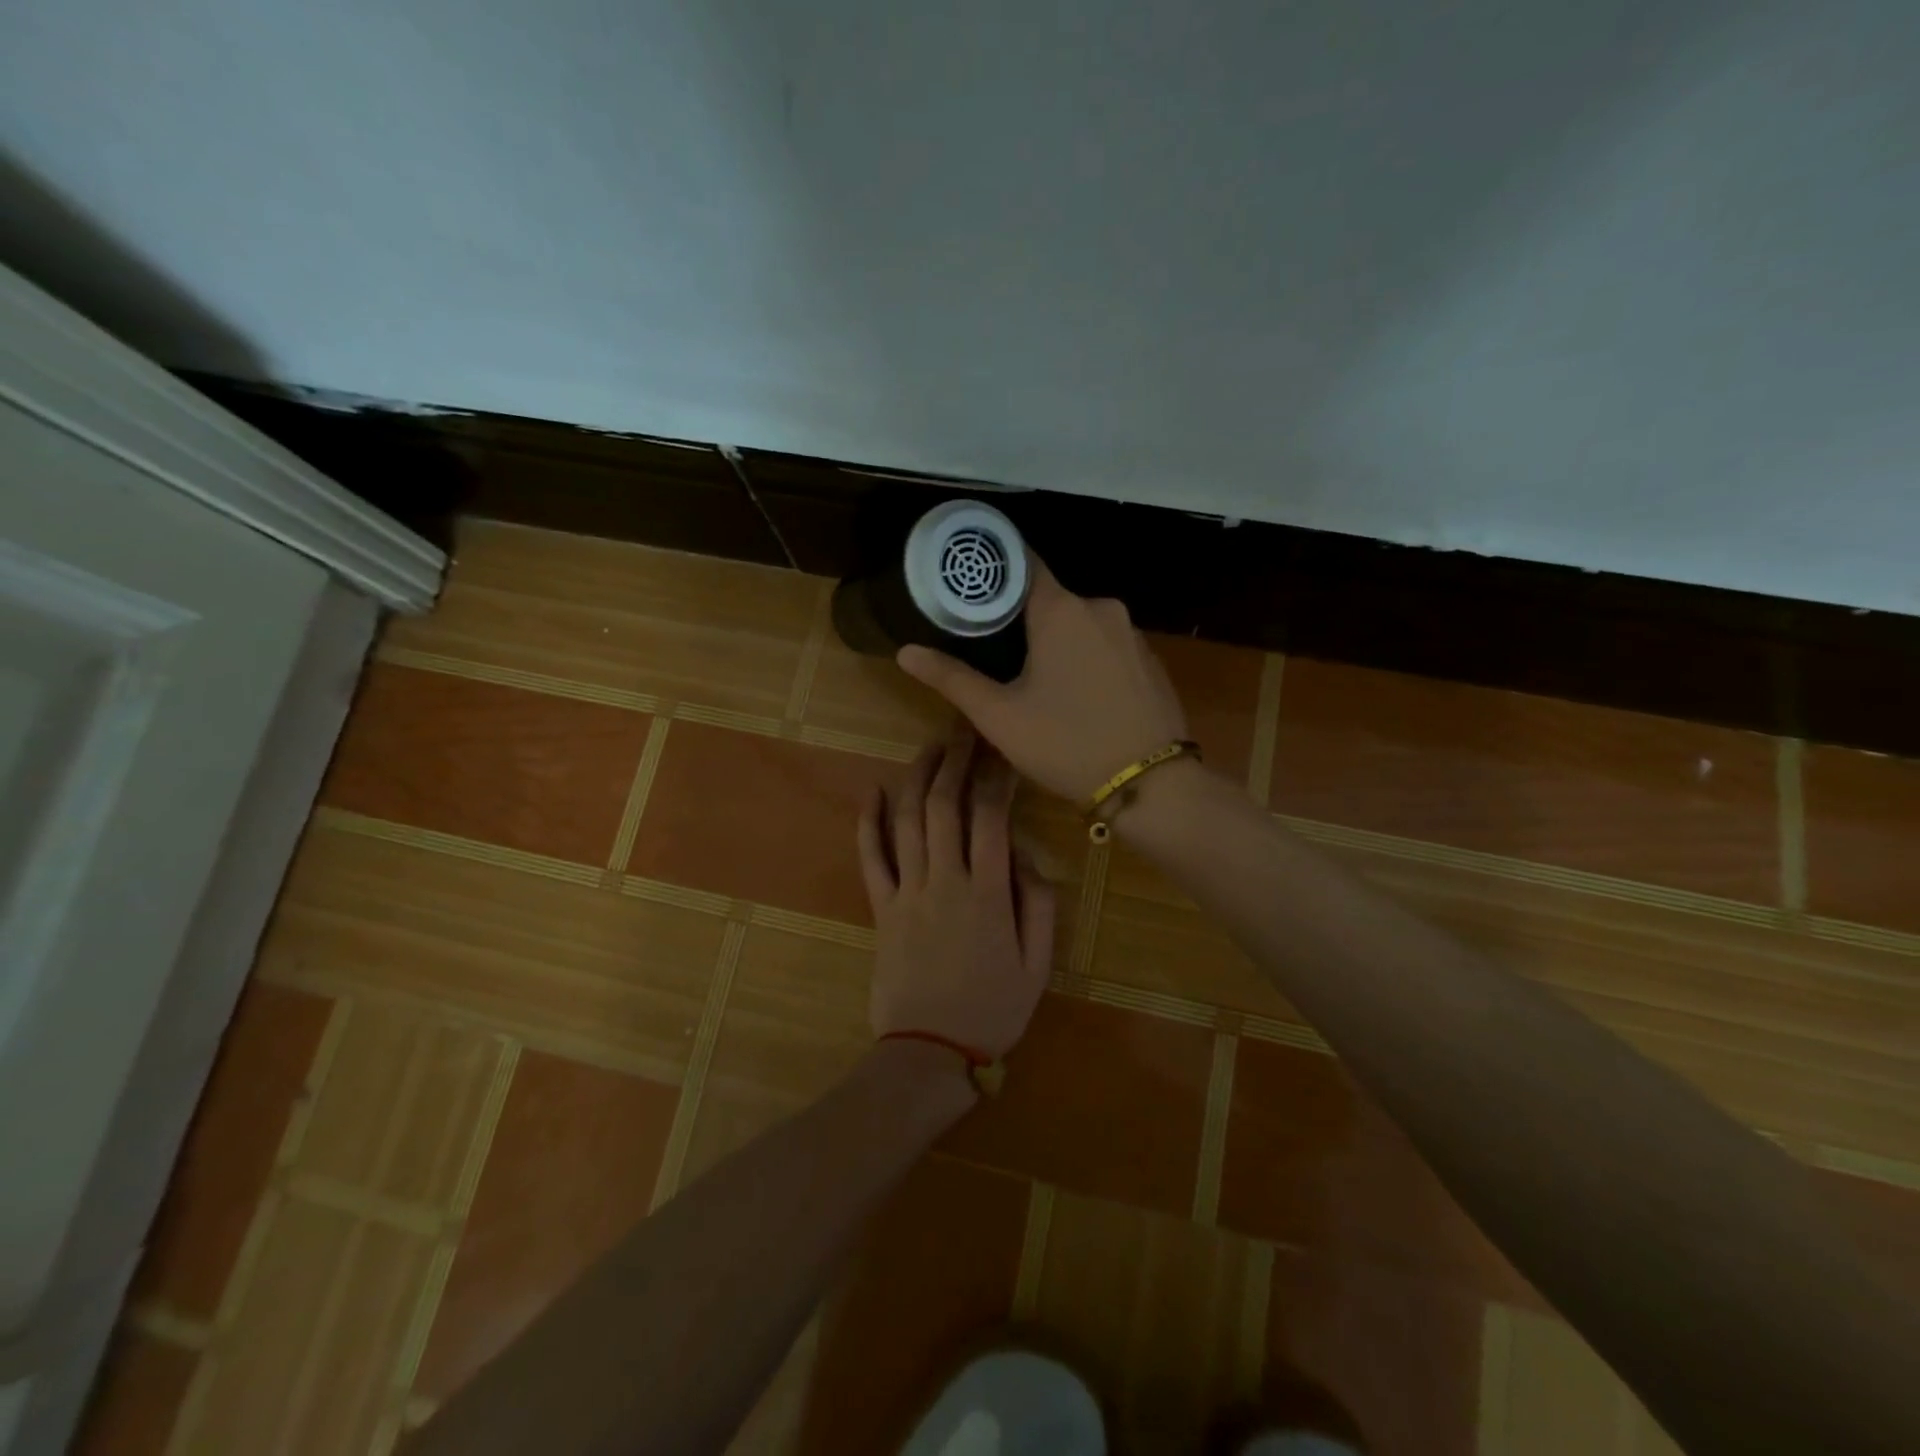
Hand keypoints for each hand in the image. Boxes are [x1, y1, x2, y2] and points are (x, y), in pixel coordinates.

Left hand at [857, 725, 1055, 1059]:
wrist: (929, 1052)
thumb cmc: (992, 1009)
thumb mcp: (1038, 965)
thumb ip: (1039, 905)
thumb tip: (1026, 856)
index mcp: (988, 894)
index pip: (991, 818)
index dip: (997, 778)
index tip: (1003, 752)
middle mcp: (945, 881)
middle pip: (945, 806)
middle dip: (955, 761)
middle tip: (964, 731)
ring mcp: (907, 892)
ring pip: (908, 820)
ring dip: (918, 777)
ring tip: (930, 747)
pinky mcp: (881, 908)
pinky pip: (871, 857)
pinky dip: (868, 821)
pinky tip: (872, 790)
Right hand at [896, 556, 1188, 800]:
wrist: (1151, 786)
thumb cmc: (1066, 743)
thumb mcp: (999, 716)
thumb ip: (951, 678)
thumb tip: (905, 651)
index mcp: (1061, 610)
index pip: (1022, 563)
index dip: (993, 569)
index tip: (969, 583)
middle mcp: (1101, 607)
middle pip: (1049, 598)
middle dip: (1021, 617)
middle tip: (991, 648)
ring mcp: (1132, 633)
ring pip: (1080, 623)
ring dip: (1056, 640)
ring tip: (1032, 676)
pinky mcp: (1151, 660)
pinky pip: (1107, 644)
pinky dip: (1086, 657)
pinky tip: (1077, 693)